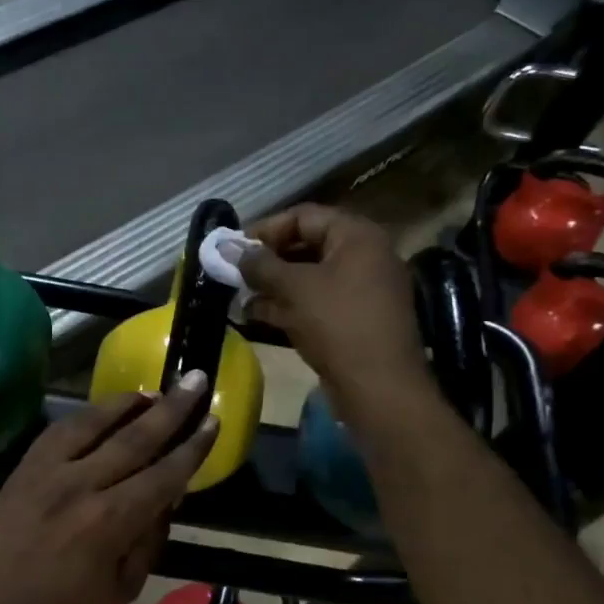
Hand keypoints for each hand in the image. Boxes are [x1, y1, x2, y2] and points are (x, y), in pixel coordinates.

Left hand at [0, 375, 218, 603]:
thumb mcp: (120, 590)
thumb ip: (147, 540)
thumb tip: (165, 499)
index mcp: (110, 522)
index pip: (163, 475)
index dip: (192, 448)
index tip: (212, 421)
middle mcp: (81, 485)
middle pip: (135, 438)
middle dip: (172, 408)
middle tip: (196, 380)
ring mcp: (48, 472)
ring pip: (94, 423)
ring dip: (128, 403)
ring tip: (154, 391)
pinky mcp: (24, 468)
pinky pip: (59, 430)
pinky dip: (86, 415)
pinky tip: (103, 410)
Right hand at [238, 204, 434, 412]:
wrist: (379, 387)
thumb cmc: (337, 325)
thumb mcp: (294, 289)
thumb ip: (258, 265)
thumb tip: (225, 247)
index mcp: (357, 236)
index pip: (303, 217)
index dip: (265, 230)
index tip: (234, 250)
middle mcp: (363, 256)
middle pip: (305, 246)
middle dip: (266, 262)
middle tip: (233, 275)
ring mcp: (360, 290)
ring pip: (307, 278)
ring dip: (272, 287)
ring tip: (237, 297)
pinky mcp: (353, 320)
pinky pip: (315, 303)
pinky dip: (287, 306)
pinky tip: (255, 316)